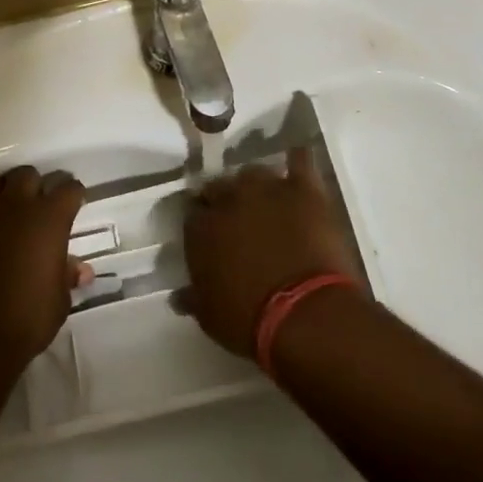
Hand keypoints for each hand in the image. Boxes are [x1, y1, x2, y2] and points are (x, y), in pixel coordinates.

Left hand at [0, 167, 87, 369]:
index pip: (68, 188)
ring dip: (6, 191)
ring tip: (9, 209)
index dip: (73, 194)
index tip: (75, 203)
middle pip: (29, 174)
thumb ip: (66, 276)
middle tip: (40, 206)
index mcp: (48, 219)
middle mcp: (16, 205)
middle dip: (37, 185)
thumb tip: (79, 268)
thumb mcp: (58, 302)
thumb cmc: (25, 320)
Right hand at [181, 148, 357, 357]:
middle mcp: (229, 199)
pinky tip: (297, 162)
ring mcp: (267, 189)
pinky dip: (297, 160)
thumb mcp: (210, 317)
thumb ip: (193, 298)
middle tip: (236, 218)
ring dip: (256, 185)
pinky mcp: (303, 190)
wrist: (304, 315)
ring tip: (266, 200)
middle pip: (220, 186)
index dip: (201, 221)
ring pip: (254, 173)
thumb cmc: (250, 322)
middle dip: (224, 199)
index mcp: (201, 228)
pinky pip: (300, 162)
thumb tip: (178, 296)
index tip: (209, 233)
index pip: (192, 213)